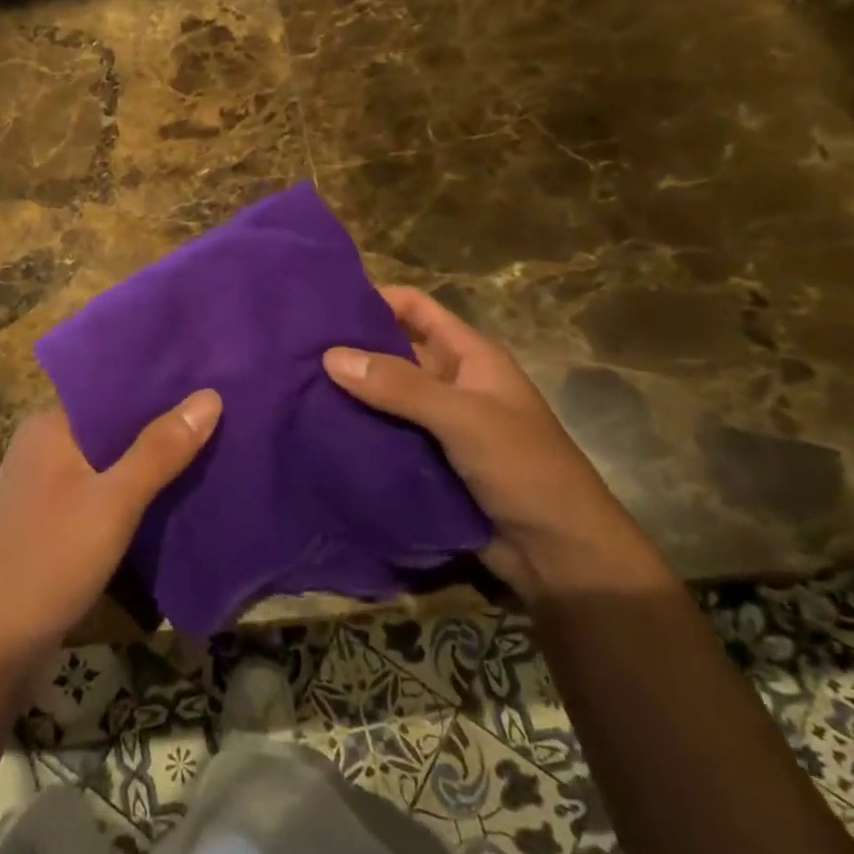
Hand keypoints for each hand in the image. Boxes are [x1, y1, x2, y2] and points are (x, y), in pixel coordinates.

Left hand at [0, 391, 221, 666]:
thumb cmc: (52, 559)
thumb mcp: (114, 502)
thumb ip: (160, 450)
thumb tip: (209, 395)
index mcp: (49, 426)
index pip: (109, 389)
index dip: (157, 385)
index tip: (205, 380)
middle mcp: (43, 445)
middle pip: (111, 424)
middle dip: (159, 423)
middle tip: (218, 414)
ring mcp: (45, 484)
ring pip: (108, 459)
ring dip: (148, 459)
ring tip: (206, 446)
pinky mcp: (52, 518)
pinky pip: (100, 488)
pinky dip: (132, 488)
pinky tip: (170, 492)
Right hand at [323, 287, 663, 601]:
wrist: (560, 554)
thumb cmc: (524, 469)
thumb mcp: (464, 418)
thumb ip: (400, 386)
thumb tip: (331, 356)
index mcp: (469, 356)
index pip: (416, 309)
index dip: (375, 299)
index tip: (321, 306)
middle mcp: (450, 383)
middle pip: (393, 352)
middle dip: (350, 350)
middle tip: (293, 352)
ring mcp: (437, 425)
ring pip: (384, 397)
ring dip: (349, 395)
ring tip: (294, 390)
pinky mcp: (426, 462)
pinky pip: (384, 436)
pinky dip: (357, 432)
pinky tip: (318, 432)